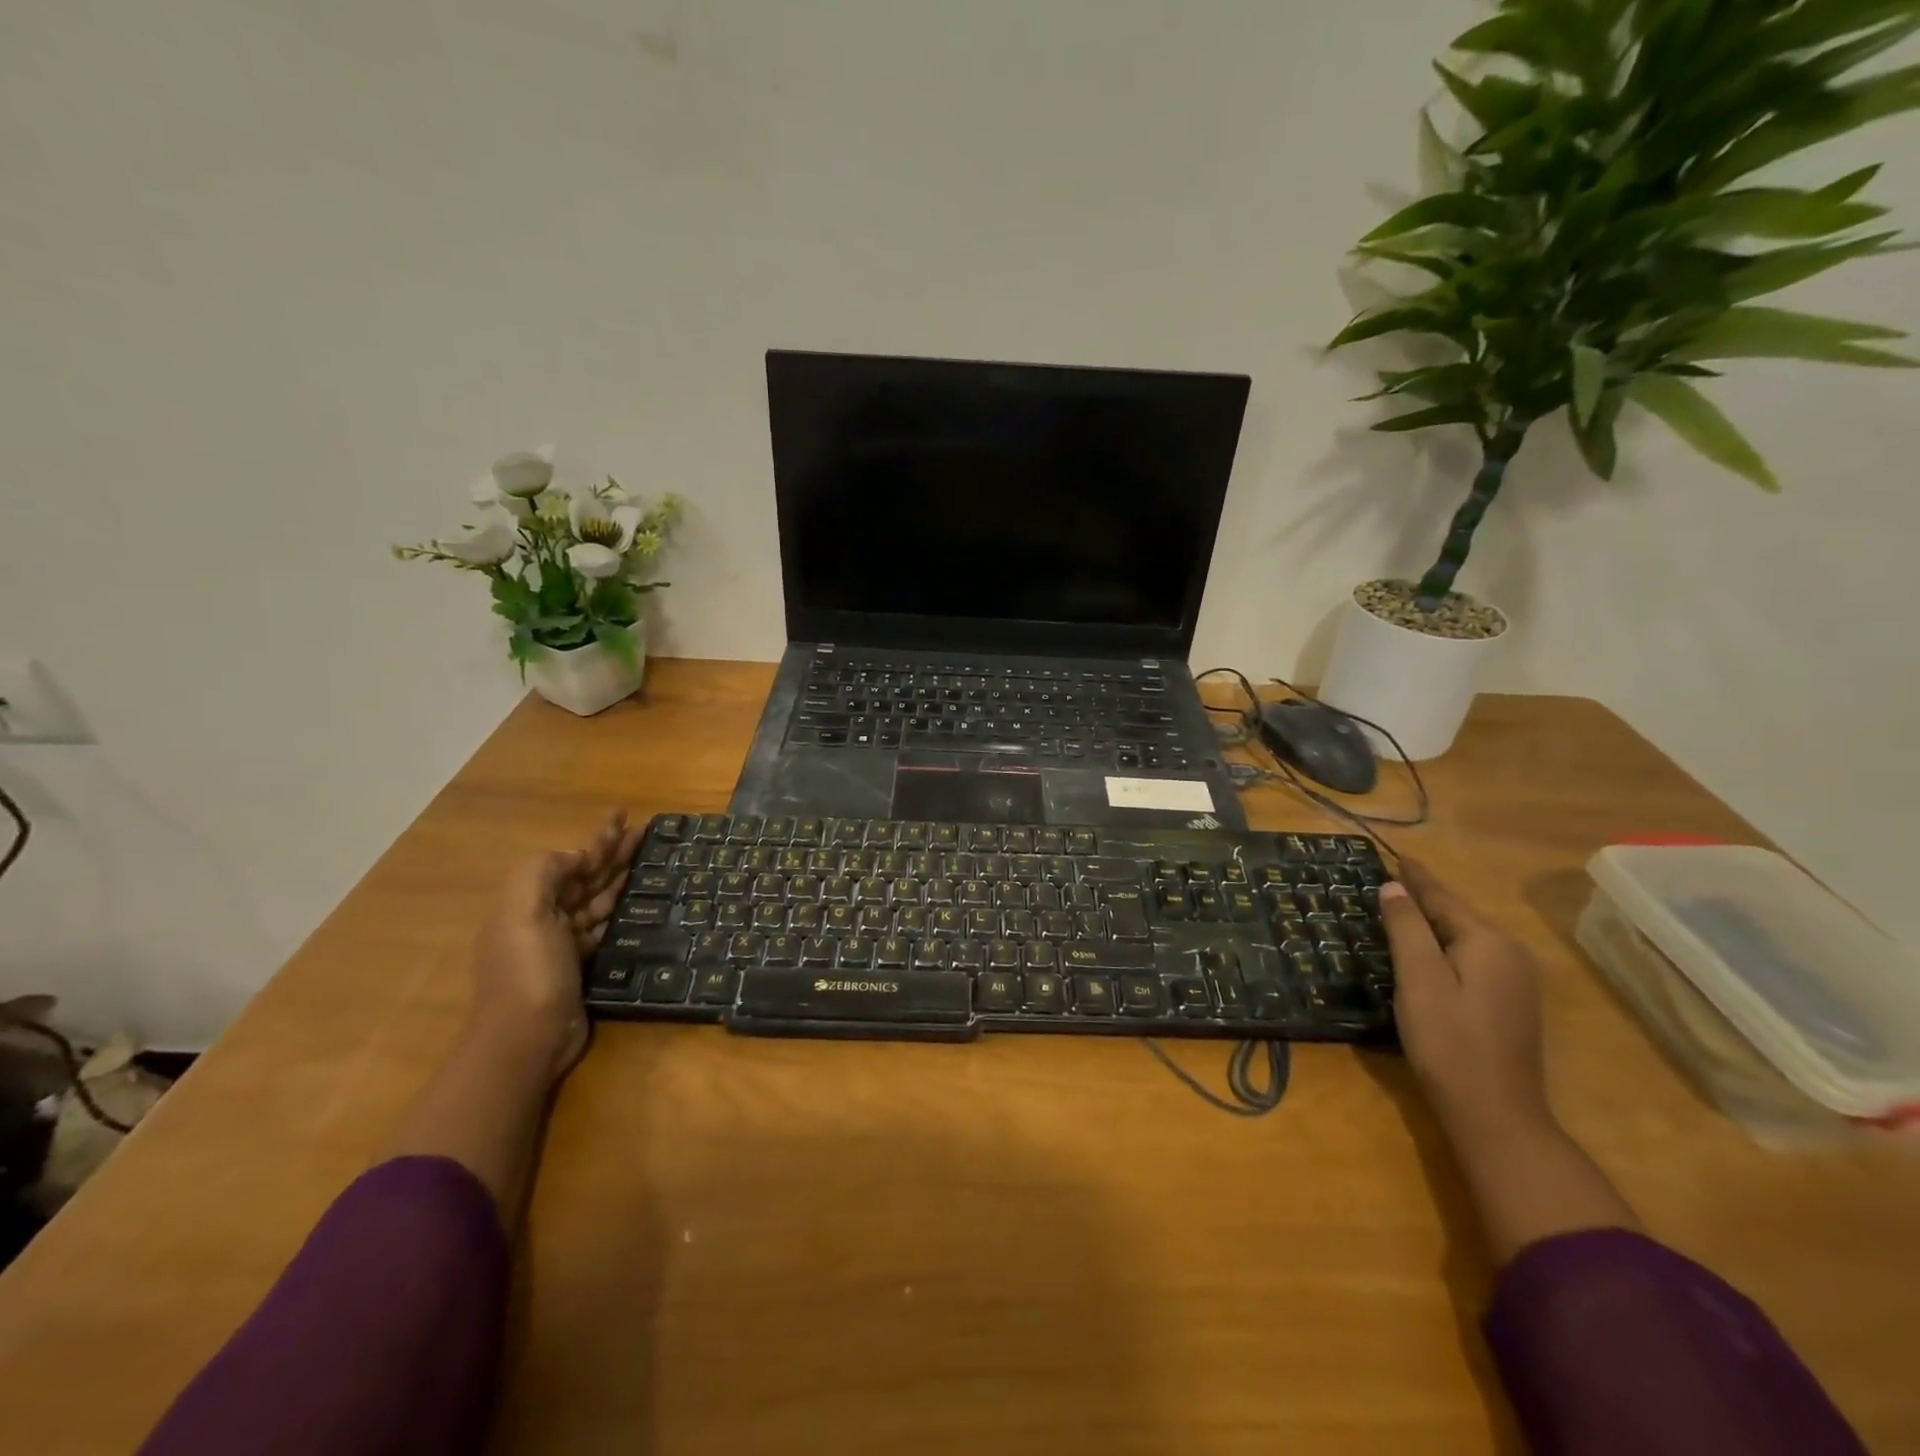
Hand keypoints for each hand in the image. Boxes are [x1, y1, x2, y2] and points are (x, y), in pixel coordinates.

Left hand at [468, 810, 642, 1083]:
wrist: (527, 1039)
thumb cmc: (528, 971)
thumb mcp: (523, 913)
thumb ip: (542, 873)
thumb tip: (577, 857)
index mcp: (528, 902)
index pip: (568, 861)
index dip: (596, 839)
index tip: (625, 818)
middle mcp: (545, 918)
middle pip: (585, 877)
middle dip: (612, 852)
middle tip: (645, 832)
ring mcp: (563, 944)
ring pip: (597, 900)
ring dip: (619, 877)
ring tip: (648, 860)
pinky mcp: (582, 966)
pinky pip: (605, 927)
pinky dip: (620, 911)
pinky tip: (639, 902)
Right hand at [1378, 861, 1551, 1142]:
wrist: (1495, 1114)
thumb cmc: (1448, 1041)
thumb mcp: (1418, 979)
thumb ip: (1407, 928)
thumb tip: (1394, 887)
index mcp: (1488, 942)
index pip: (1443, 898)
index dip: (1416, 877)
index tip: (1396, 855)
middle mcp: (1510, 954)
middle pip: (1458, 916)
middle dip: (1425, 898)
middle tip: (1389, 881)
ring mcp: (1516, 982)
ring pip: (1466, 938)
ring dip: (1434, 923)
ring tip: (1401, 909)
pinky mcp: (1511, 1004)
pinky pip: (1473, 959)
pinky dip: (1446, 947)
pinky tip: (1427, 952)